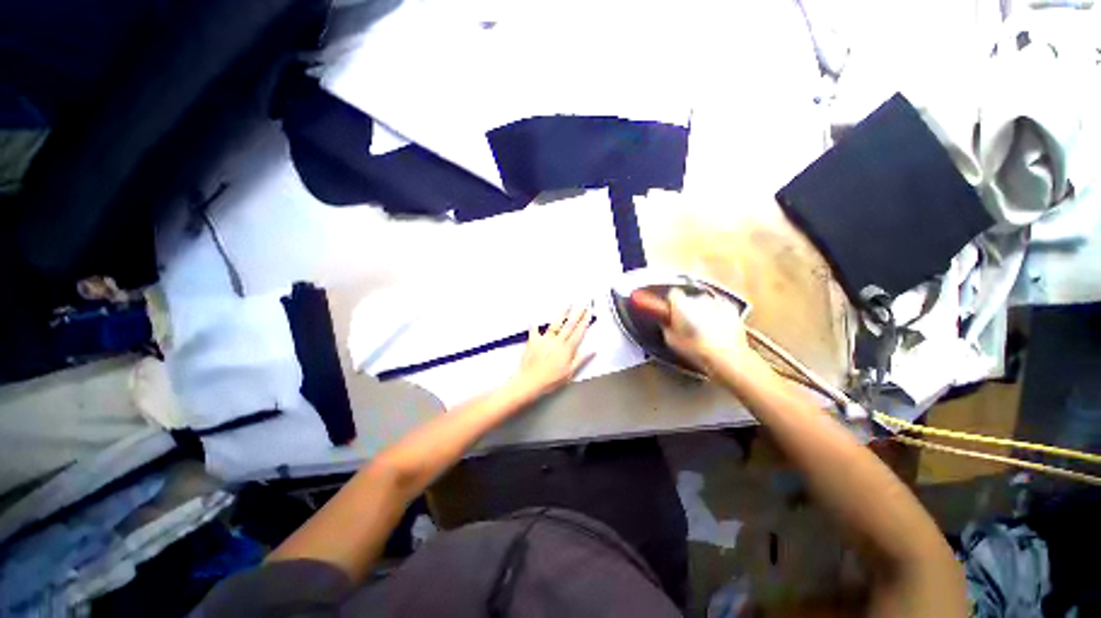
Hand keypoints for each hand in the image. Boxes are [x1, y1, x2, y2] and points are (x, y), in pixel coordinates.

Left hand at [511, 306, 594, 398]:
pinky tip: (536, 317)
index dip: (585, 321)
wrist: (530, 381)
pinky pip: (534, 329)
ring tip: (567, 306)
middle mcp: (557, 342)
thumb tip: (592, 352)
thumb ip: (581, 360)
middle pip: (569, 325)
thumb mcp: (570, 373)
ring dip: (562, 314)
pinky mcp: (534, 341)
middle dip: (577, 313)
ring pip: (555, 324)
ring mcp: (545, 340)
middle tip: (582, 305)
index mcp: (567, 349)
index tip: (589, 313)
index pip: (579, 332)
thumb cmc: (550, 380)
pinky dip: (535, 323)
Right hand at [662, 290, 756, 374]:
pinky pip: (719, 307)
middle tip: (687, 325)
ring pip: (704, 302)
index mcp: (682, 304)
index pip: (672, 294)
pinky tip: (717, 328)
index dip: (671, 304)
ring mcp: (717, 302)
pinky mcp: (731, 308)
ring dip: (702, 311)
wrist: (728, 359)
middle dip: (687, 309)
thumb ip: (667, 327)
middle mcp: (699, 298)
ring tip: (703, 328)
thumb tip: (667, 322)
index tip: (672, 314)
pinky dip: (717, 314)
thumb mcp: (672, 342)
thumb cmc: (697, 351)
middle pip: (689, 298)